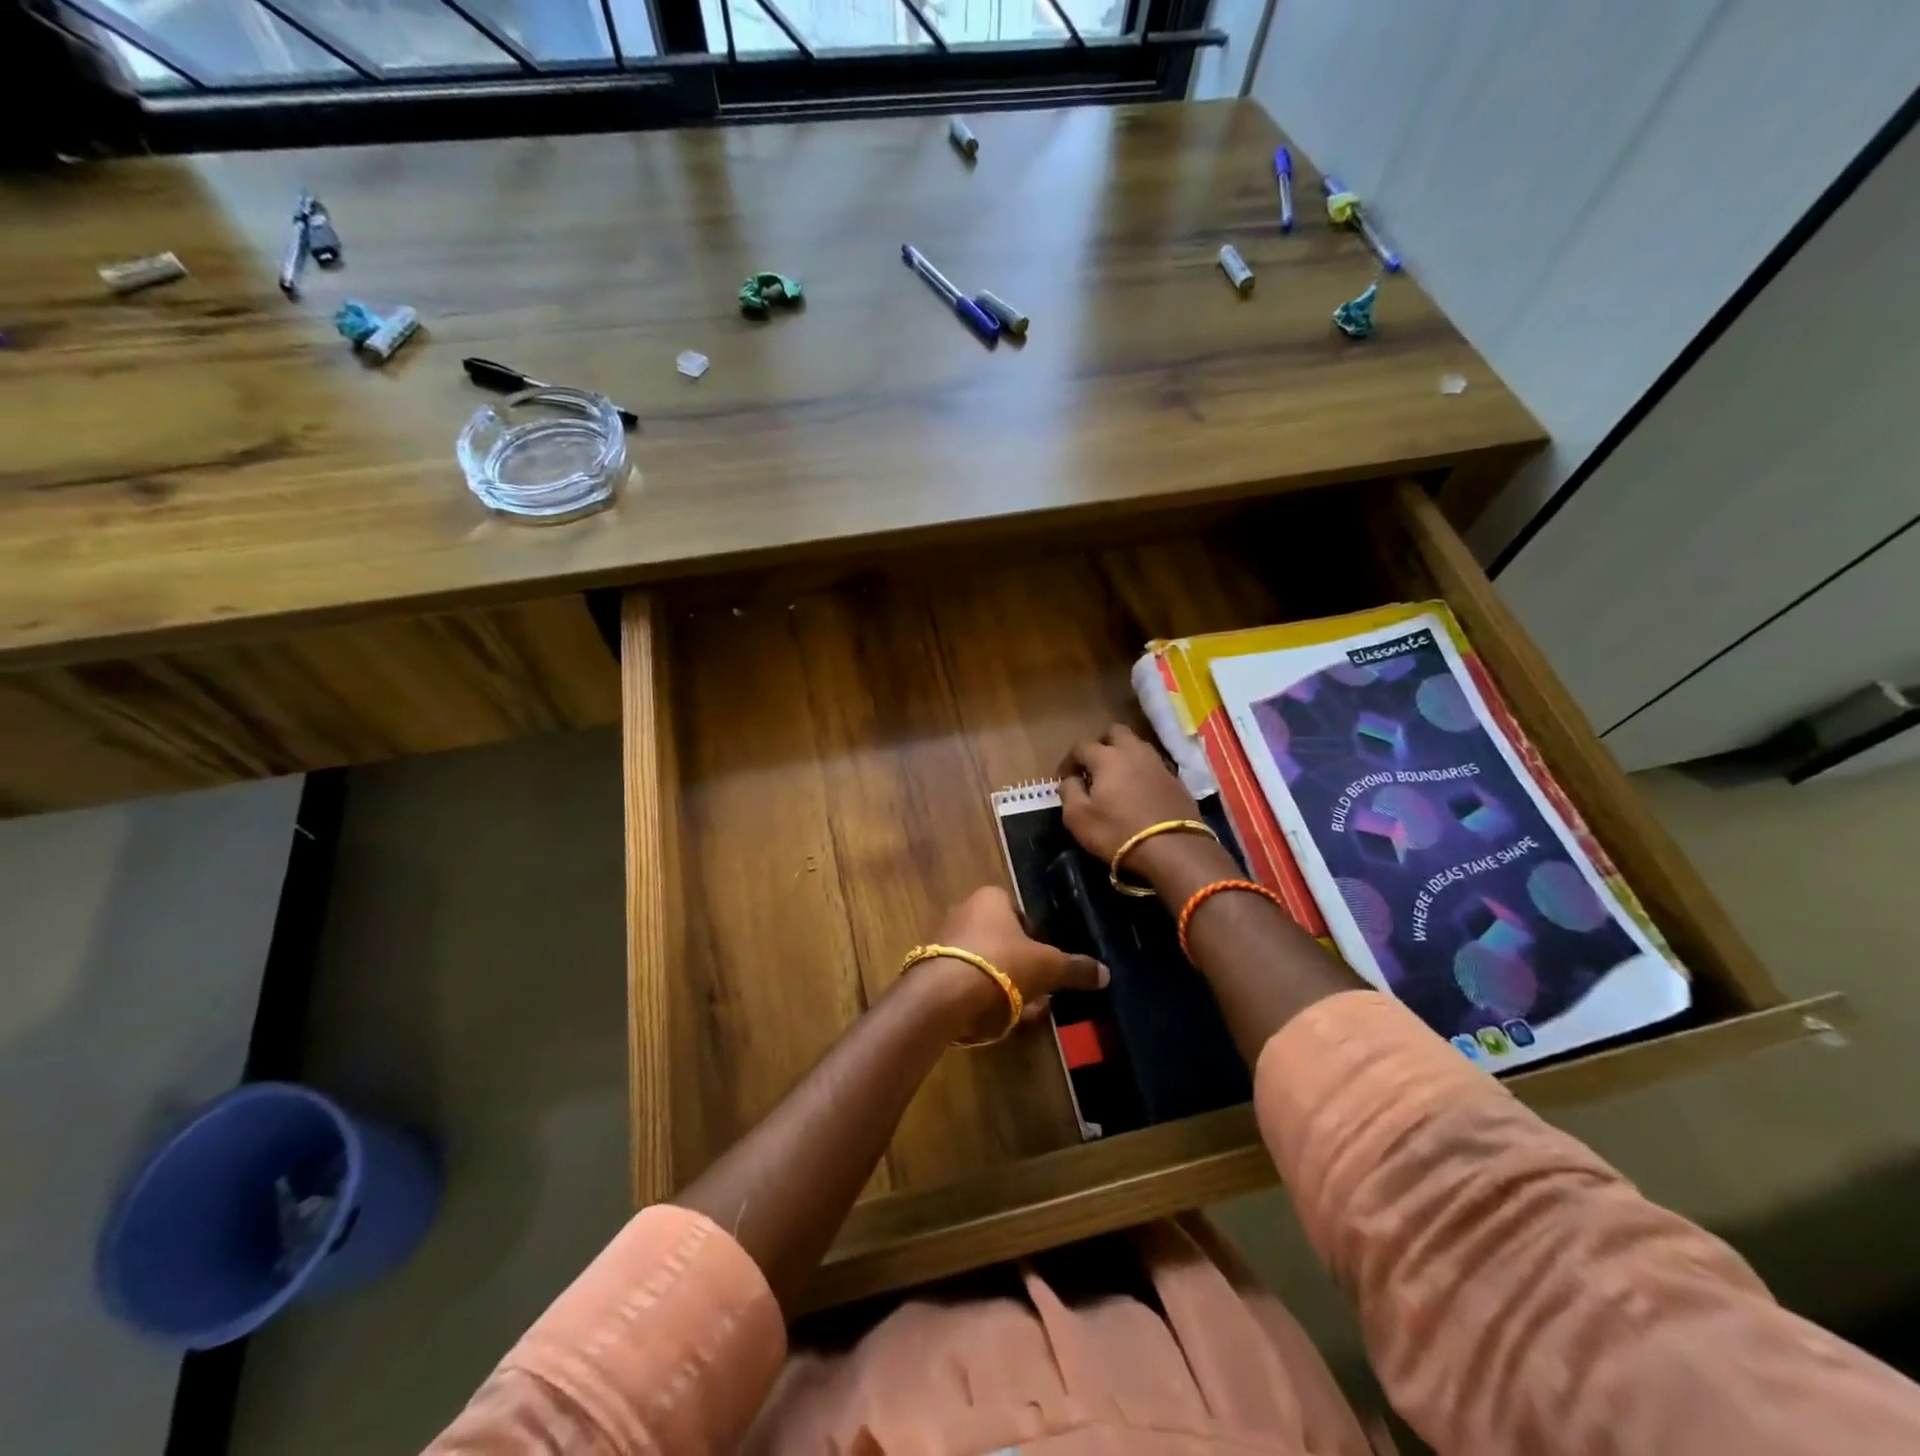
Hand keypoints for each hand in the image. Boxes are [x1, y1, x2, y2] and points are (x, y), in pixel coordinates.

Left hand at [914, 886, 1108, 1042]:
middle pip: (1002, 939)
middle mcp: (964, 911)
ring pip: (986, 964)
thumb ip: (1076, 968)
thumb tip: (1105, 973)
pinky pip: (968, 982)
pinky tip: (1000, 1020)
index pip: (1019, 911)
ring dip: (1006, 986)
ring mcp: (945, 941)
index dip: (1036, 936)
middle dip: (1023, 967)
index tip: (1048, 961)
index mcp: (990, 898)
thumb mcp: (1049, 966)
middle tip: (1042, 991)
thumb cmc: (1002, 964)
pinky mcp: (932, 970)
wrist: (945, 995)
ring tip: (1026, 1012)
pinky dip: (984, 998)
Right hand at [1059, 725, 1233, 894]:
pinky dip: (1142, 771)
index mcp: (1107, 757)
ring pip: (1138, 746)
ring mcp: (1159, 764)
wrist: (1174, 849)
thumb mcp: (1078, 817)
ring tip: (1117, 777)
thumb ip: (1069, 791)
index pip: (1081, 746)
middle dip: (1101, 744)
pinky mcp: (1177, 780)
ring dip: (1124, 755)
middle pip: (1116, 732)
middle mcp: (1134, 752)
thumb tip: (1070, 779)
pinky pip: (1154, 765)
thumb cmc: (1118, 832)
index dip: (1069, 760)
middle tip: (1093, 766)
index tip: (1064, 777)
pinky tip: (1139, 789)